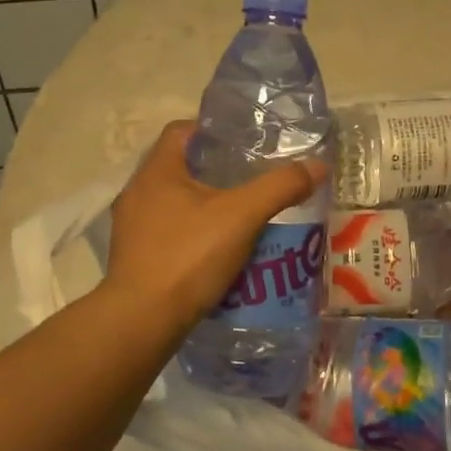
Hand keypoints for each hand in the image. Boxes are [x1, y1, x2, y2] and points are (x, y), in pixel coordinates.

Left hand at [102, 121, 325, 335]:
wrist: (143, 320)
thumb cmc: (188, 256)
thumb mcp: (242, 216)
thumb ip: (280, 187)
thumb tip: (319, 165)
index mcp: (156, 171)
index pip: (181, 131)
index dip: (213, 130)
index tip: (245, 143)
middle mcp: (137, 193)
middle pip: (180, 167)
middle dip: (216, 171)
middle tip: (252, 180)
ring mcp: (132, 228)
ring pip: (175, 204)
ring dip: (205, 206)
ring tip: (242, 218)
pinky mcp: (134, 258)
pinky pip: (169, 233)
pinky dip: (193, 235)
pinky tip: (219, 252)